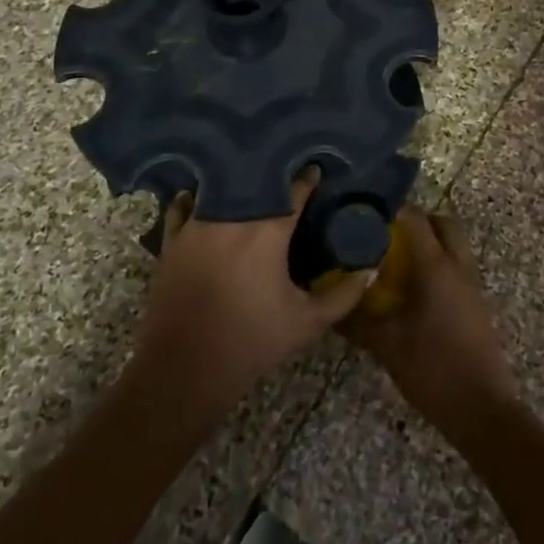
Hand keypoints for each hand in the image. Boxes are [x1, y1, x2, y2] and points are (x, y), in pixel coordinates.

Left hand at [130, 167, 374, 420]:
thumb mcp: (307, 323)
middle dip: (272, 177)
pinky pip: (181, 207)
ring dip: (235, 185)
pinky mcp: (173, 241)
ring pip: (219, 190)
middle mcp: (231, 219)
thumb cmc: (251, 344)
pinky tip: (200, 198)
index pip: (294, 192)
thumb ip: (344, 295)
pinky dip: (192, 199)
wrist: (184, 372)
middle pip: (256, 184)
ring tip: (247, 184)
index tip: (316, 171)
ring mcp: (197, 226)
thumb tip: (370, 270)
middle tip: (284, 177)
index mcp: (267, 233)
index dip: (308, 180)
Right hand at [341, 207, 518, 438]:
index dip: (392, 211)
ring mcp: (473, 285)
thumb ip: (358, 320)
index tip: (367, 214)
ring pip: (454, 246)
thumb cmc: (434, 369)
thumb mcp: (387, 345)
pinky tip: (416, 291)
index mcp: (437, 266)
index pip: (415, 219)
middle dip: (418, 222)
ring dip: (430, 244)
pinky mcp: (478, 305)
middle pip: (443, 223)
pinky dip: (439, 266)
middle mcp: (458, 266)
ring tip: (398, 262)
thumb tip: (332, 306)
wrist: (483, 409)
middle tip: (388, 235)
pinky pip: (458, 268)